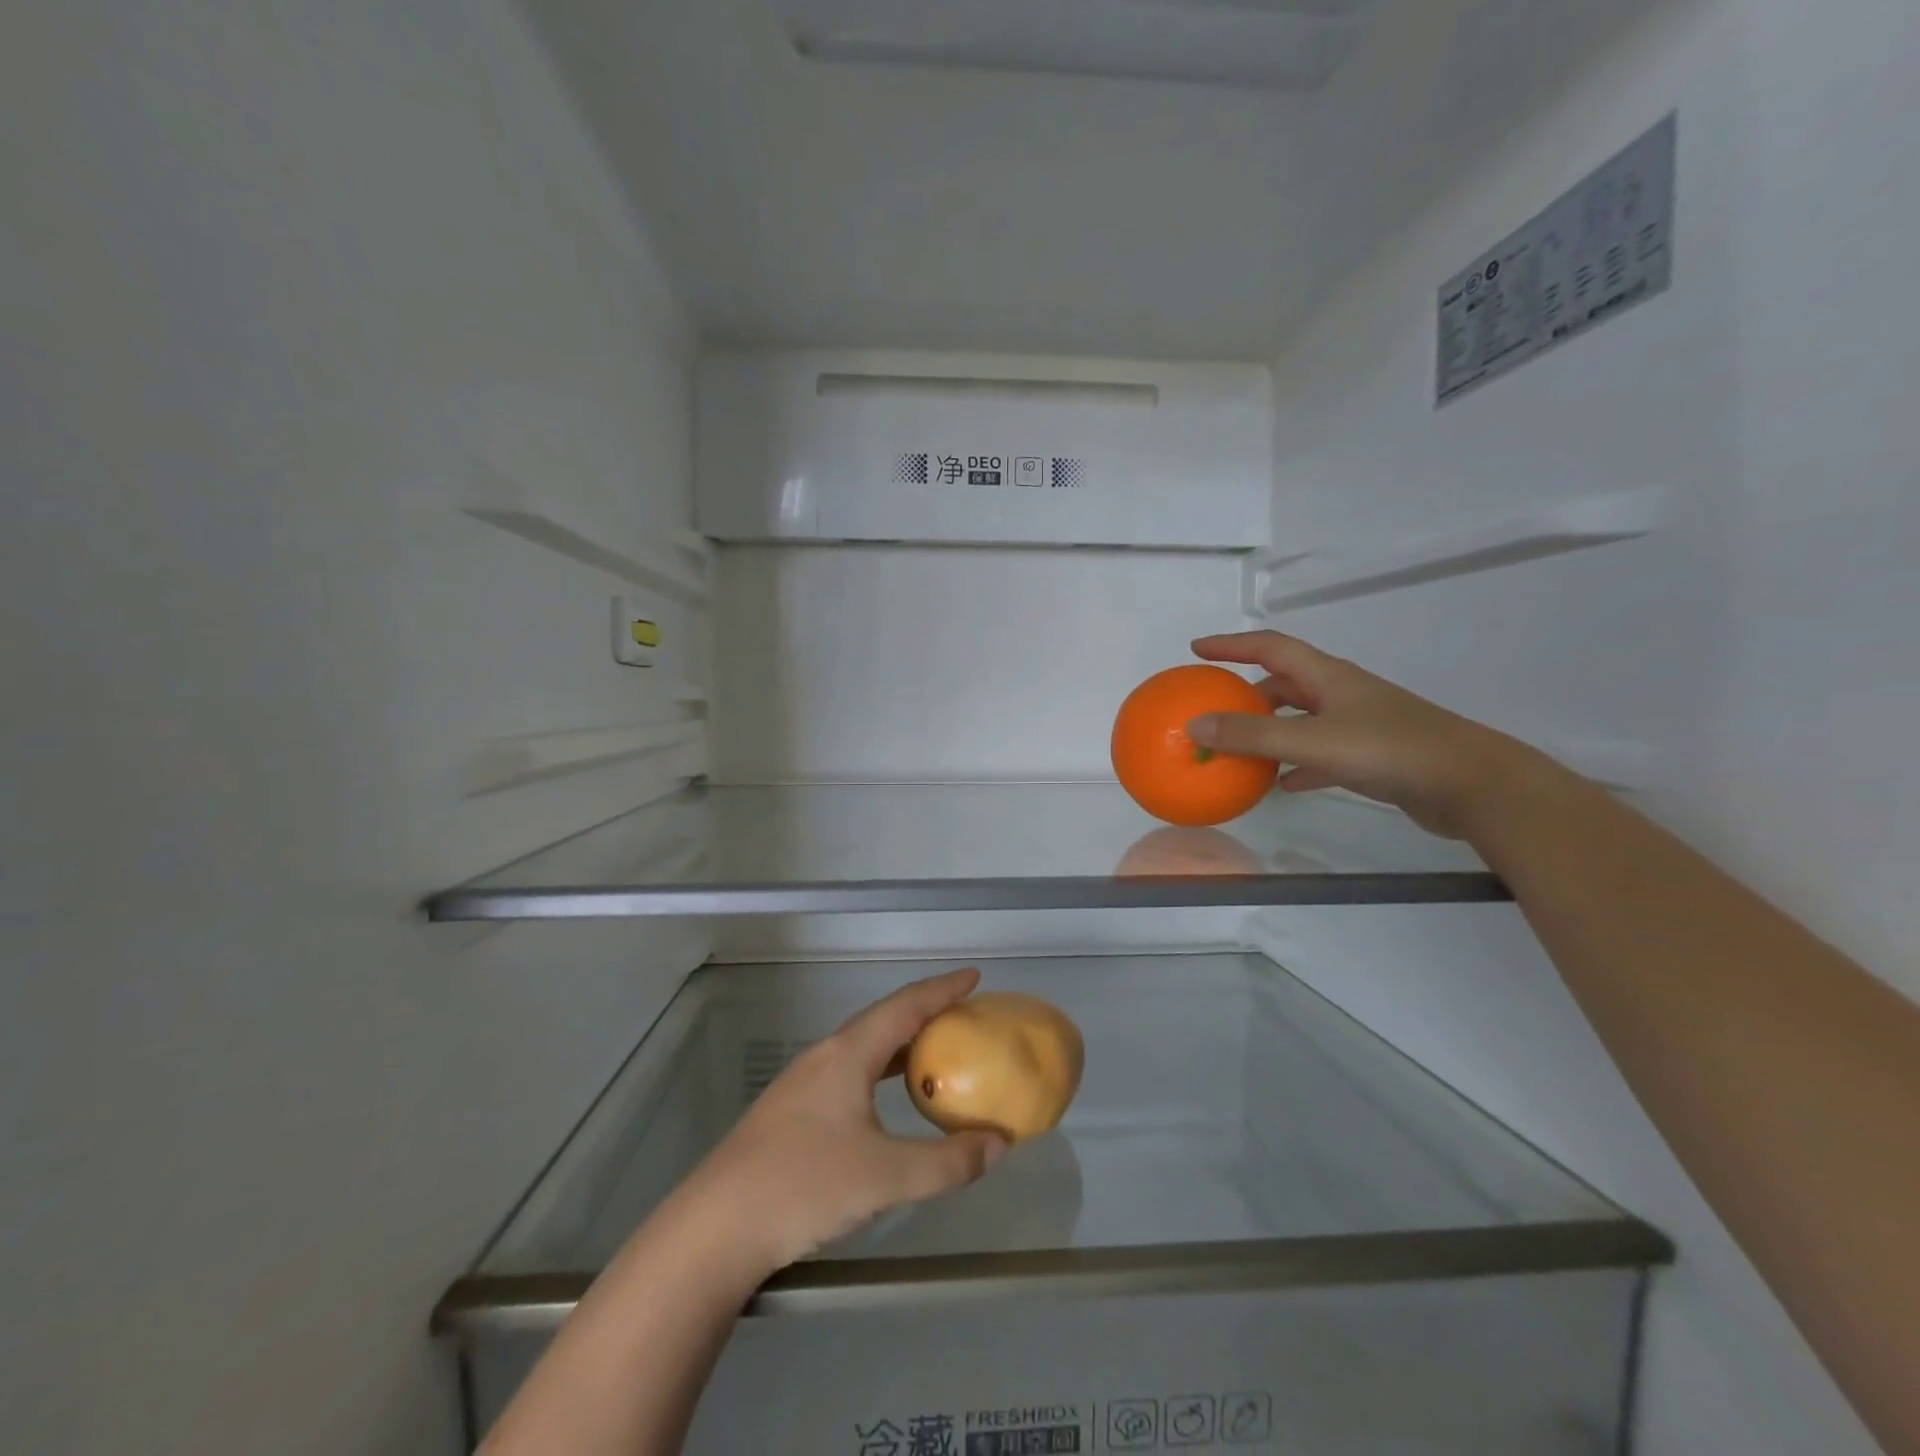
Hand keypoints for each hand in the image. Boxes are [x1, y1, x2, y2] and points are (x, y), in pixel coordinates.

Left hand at [683, 968, 1007, 1273]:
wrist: (715, 1227)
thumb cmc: (804, 1186)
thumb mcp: (886, 1176)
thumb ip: (947, 1162)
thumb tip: (998, 1145)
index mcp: (848, 1054)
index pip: (905, 1006)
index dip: (942, 989)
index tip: (974, 976)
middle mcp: (824, 1057)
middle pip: (882, 1019)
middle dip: (924, 1012)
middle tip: (962, 1015)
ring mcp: (802, 1083)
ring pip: (862, 1048)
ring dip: (900, 1044)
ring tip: (934, 1053)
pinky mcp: (790, 1112)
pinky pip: (848, 1072)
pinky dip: (879, 1071)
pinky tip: (884, 1101)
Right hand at [1186, 631, 1549, 838]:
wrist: (1471, 784)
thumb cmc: (1390, 750)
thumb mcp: (1313, 740)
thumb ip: (1253, 735)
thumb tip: (1194, 725)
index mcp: (1328, 677)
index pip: (1270, 647)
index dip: (1232, 645)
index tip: (1197, 649)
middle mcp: (1341, 694)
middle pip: (1285, 682)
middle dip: (1248, 692)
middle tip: (1216, 708)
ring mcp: (1359, 725)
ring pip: (1301, 720)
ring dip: (1270, 730)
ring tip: (1240, 748)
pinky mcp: (1371, 757)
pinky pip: (1320, 754)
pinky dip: (1296, 764)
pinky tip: (1283, 785)